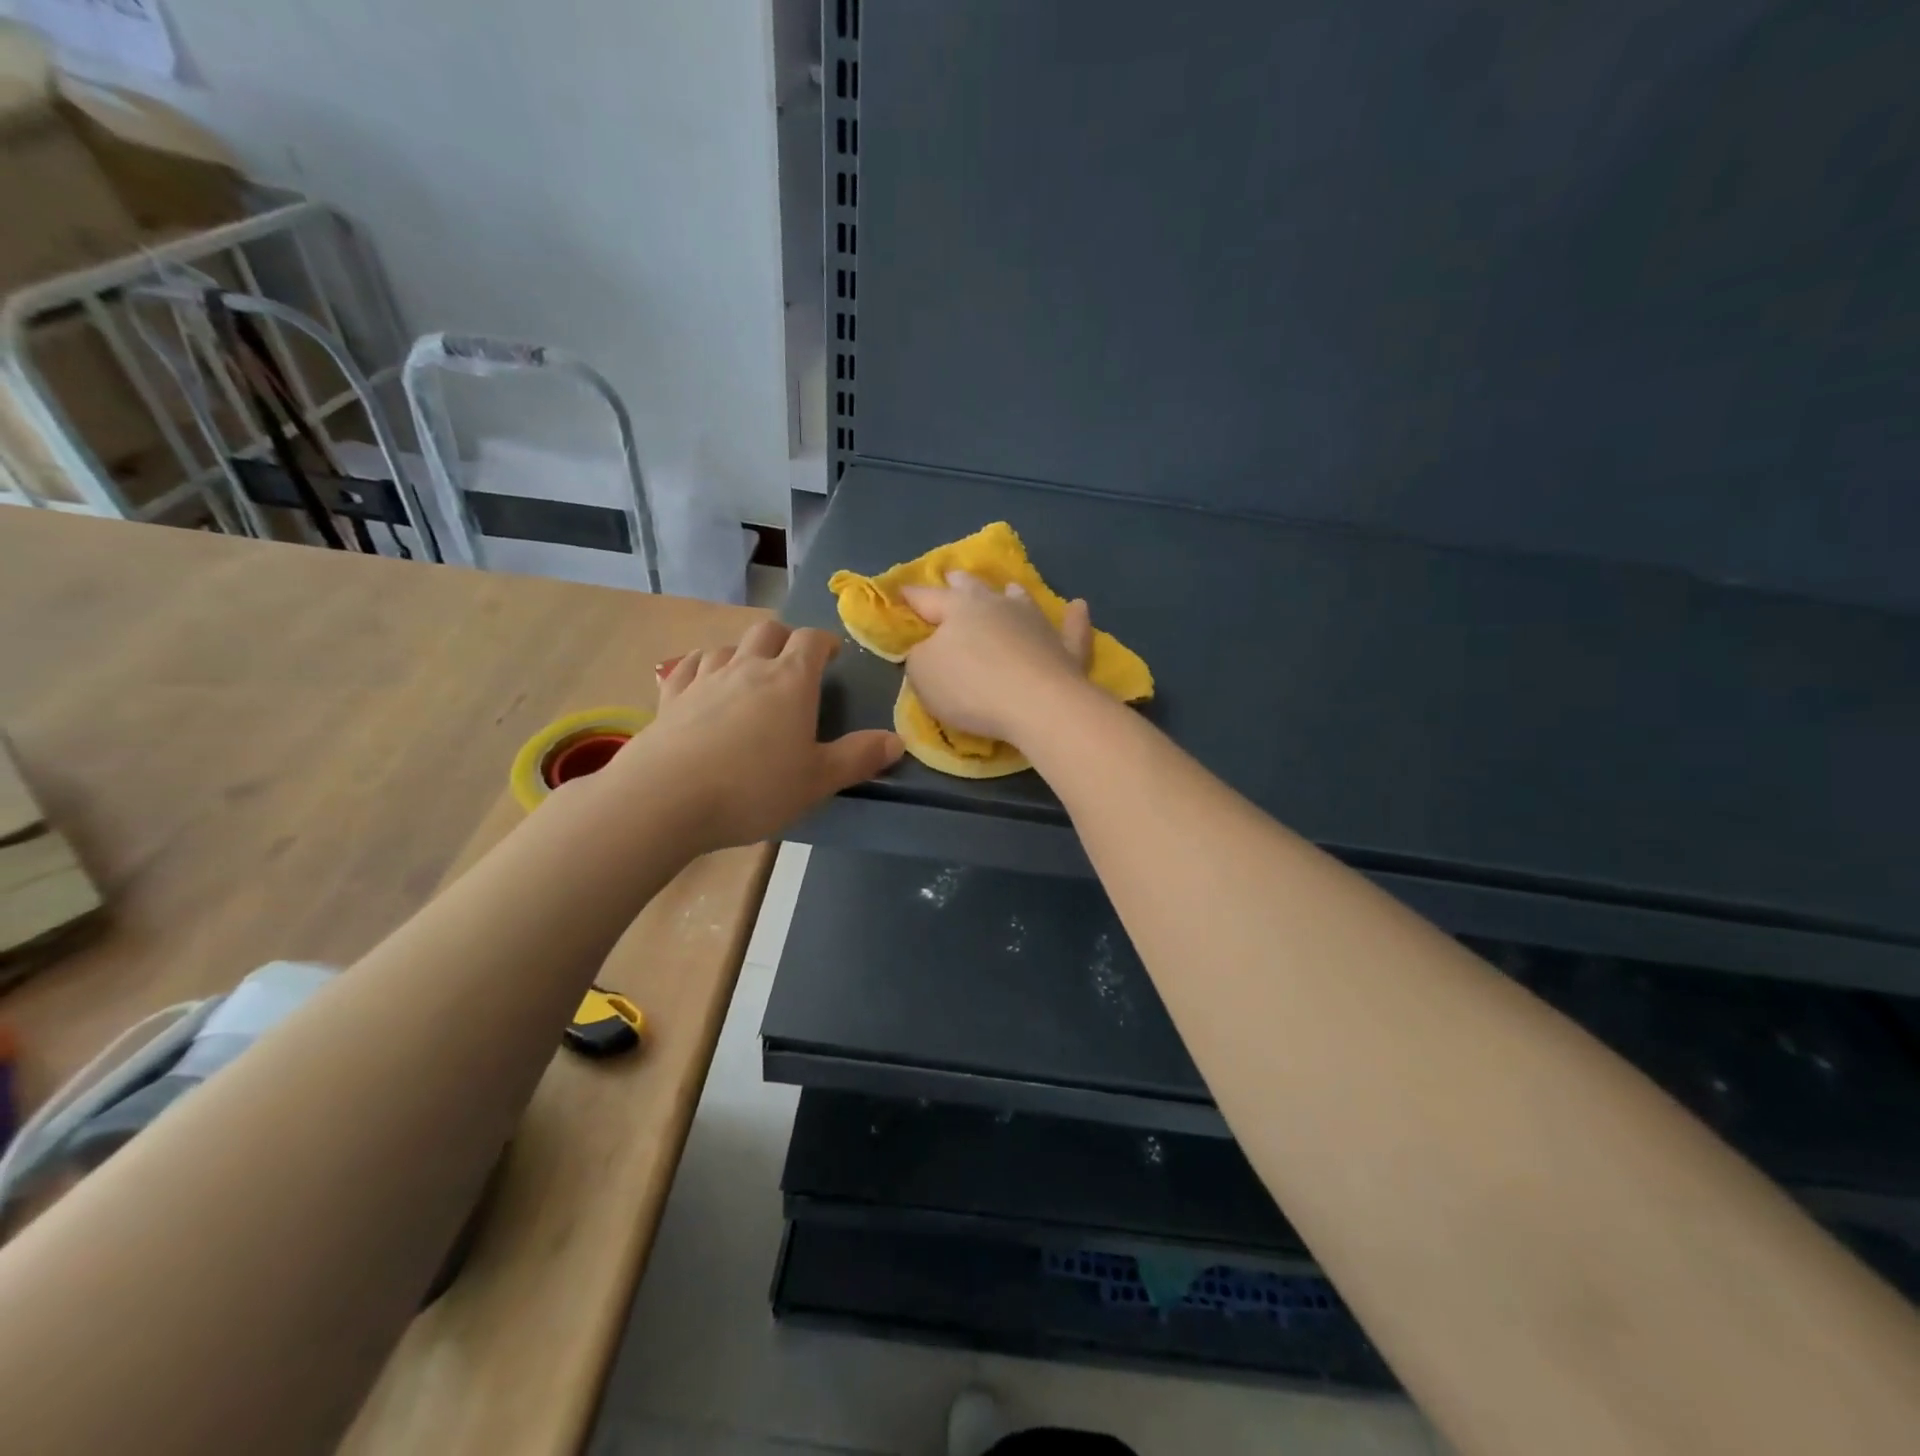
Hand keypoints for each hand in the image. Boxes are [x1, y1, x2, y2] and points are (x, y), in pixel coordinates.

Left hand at [608, 621, 901, 850]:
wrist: (666, 798)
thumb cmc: (754, 788)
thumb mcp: (818, 780)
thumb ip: (859, 757)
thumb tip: (898, 740)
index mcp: (790, 681)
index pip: (811, 640)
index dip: (825, 642)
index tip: (833, 655)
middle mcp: (747, 668)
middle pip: (768, 631)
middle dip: (785, 639)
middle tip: (794, 663)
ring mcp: (704, 679)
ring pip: (727, 646)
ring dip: (744, 651)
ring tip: (750, 672)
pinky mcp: (670, 697)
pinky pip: (688, 665)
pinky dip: (702, 664)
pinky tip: (703, 678)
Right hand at [900, 571, 1093, 746]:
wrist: (1038, 704)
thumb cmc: (971, 687)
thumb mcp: (923, 675)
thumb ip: (920, 656)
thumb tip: (928, 648)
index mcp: (958, 608)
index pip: (927, 598)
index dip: (912, 596)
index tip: (902, 591)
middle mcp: (998, 605)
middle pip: (974, 588)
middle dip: (960, 582)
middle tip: (954, 576)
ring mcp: (1036, 623)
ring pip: (1022, 600)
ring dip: (1013, 594)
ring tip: (1010, 588)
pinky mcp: (1066, 647)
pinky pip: (1071, 628)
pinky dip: (1074, 618)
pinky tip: (1078, 607)